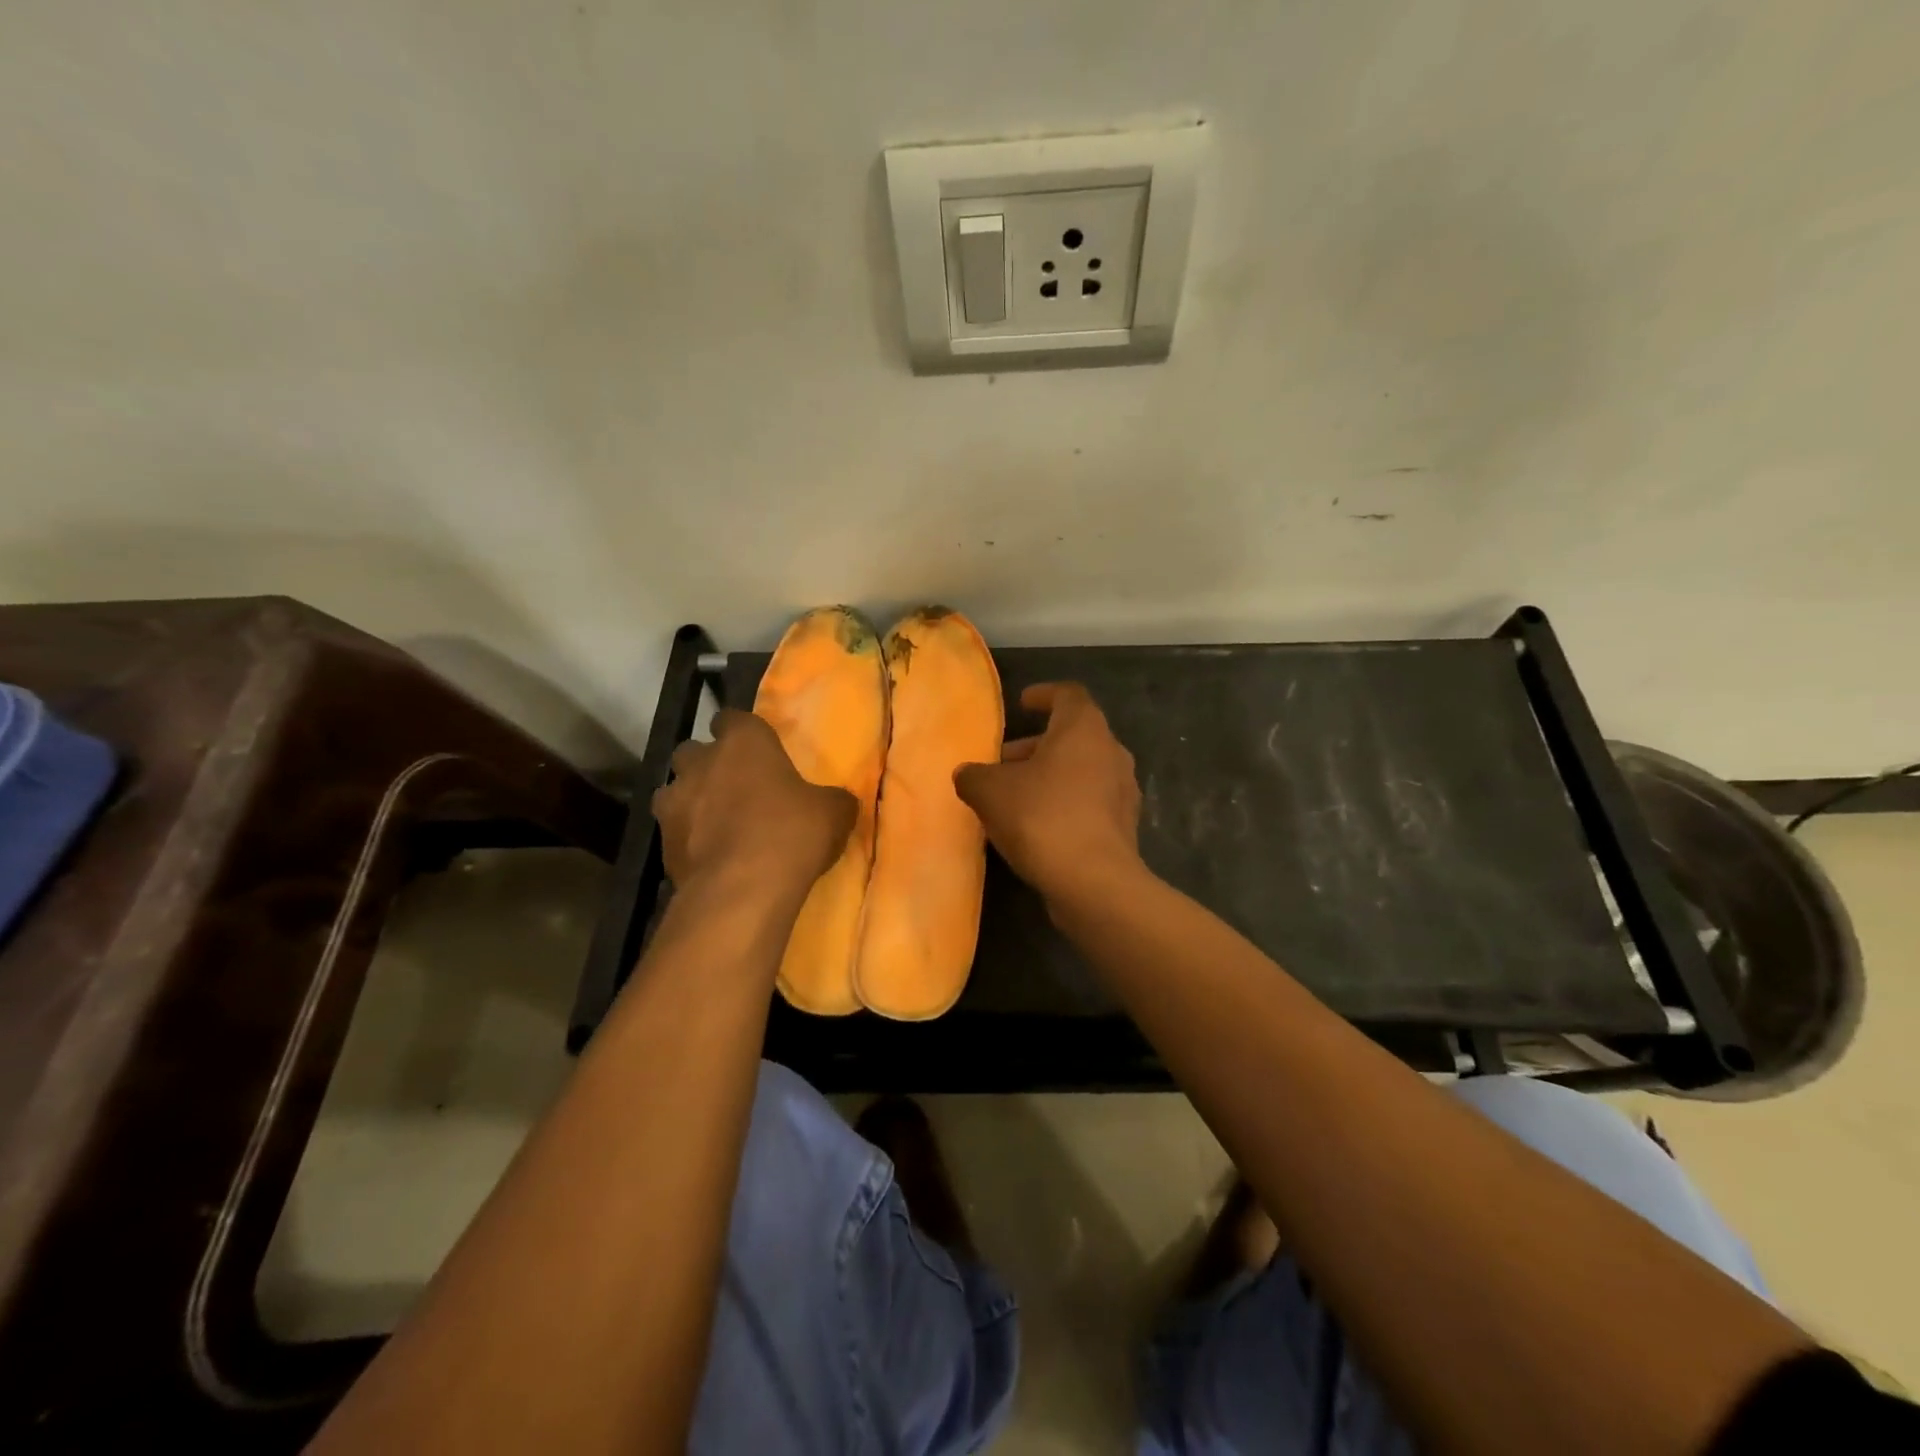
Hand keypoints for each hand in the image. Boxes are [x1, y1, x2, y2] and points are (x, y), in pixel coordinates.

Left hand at [652, 710, 855, 896]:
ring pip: (674, 791)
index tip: (757, 750)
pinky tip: (710, 857)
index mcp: (743, 742)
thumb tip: (837, 801)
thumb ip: (832, 799)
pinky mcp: (661, 843)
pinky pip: (674, 832)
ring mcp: (674, 802)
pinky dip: (687, 840)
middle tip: (735, 787)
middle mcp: (701, 763)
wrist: (742, 891)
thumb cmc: (792, 834)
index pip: (733, 718)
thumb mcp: (834, 813)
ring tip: (716, 824)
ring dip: (691, 801)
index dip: (743, 733)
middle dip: (708, 765)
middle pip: (693, 751)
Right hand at [953, 682, 1144, 905]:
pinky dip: (1063, 803)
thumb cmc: (1041, 817)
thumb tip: (967, 774)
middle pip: (1071, 736)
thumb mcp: (990, 791)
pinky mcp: (1123, 825)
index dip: (1043, 695)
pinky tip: (1035, 826)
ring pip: (1080, 770)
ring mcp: (1122, 790)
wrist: (1093, 882)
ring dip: (1047, 776)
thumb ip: (973, 775)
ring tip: (1012, 797)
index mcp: (1084, 729)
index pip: (1068, 695)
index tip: (1023, 703)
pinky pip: (1088, 801)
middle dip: (1034, 746)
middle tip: (1001, 762)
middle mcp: (1111, 751)